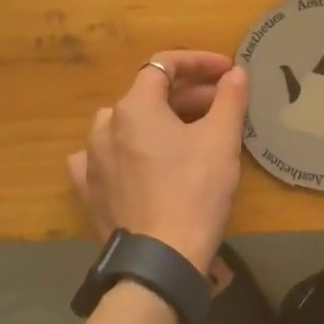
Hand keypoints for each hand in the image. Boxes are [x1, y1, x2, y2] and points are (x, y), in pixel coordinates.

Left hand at [68, 51, 249, 271]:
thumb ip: (230, 98)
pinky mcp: (88, 191)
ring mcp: (90, 160)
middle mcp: (105, 126)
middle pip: (147, 95)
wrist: (160, 260)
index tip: (227, 72)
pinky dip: (124, 151)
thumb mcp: (222, 140)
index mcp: (135, 107)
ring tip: (186, 134)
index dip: (199, 63)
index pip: (164, 65)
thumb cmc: (195, 191)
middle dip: (187, 95)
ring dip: (157, 121)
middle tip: (221, 105)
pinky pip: (103, 158)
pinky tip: (138, 162)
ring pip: (125, 125)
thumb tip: (236, 72)